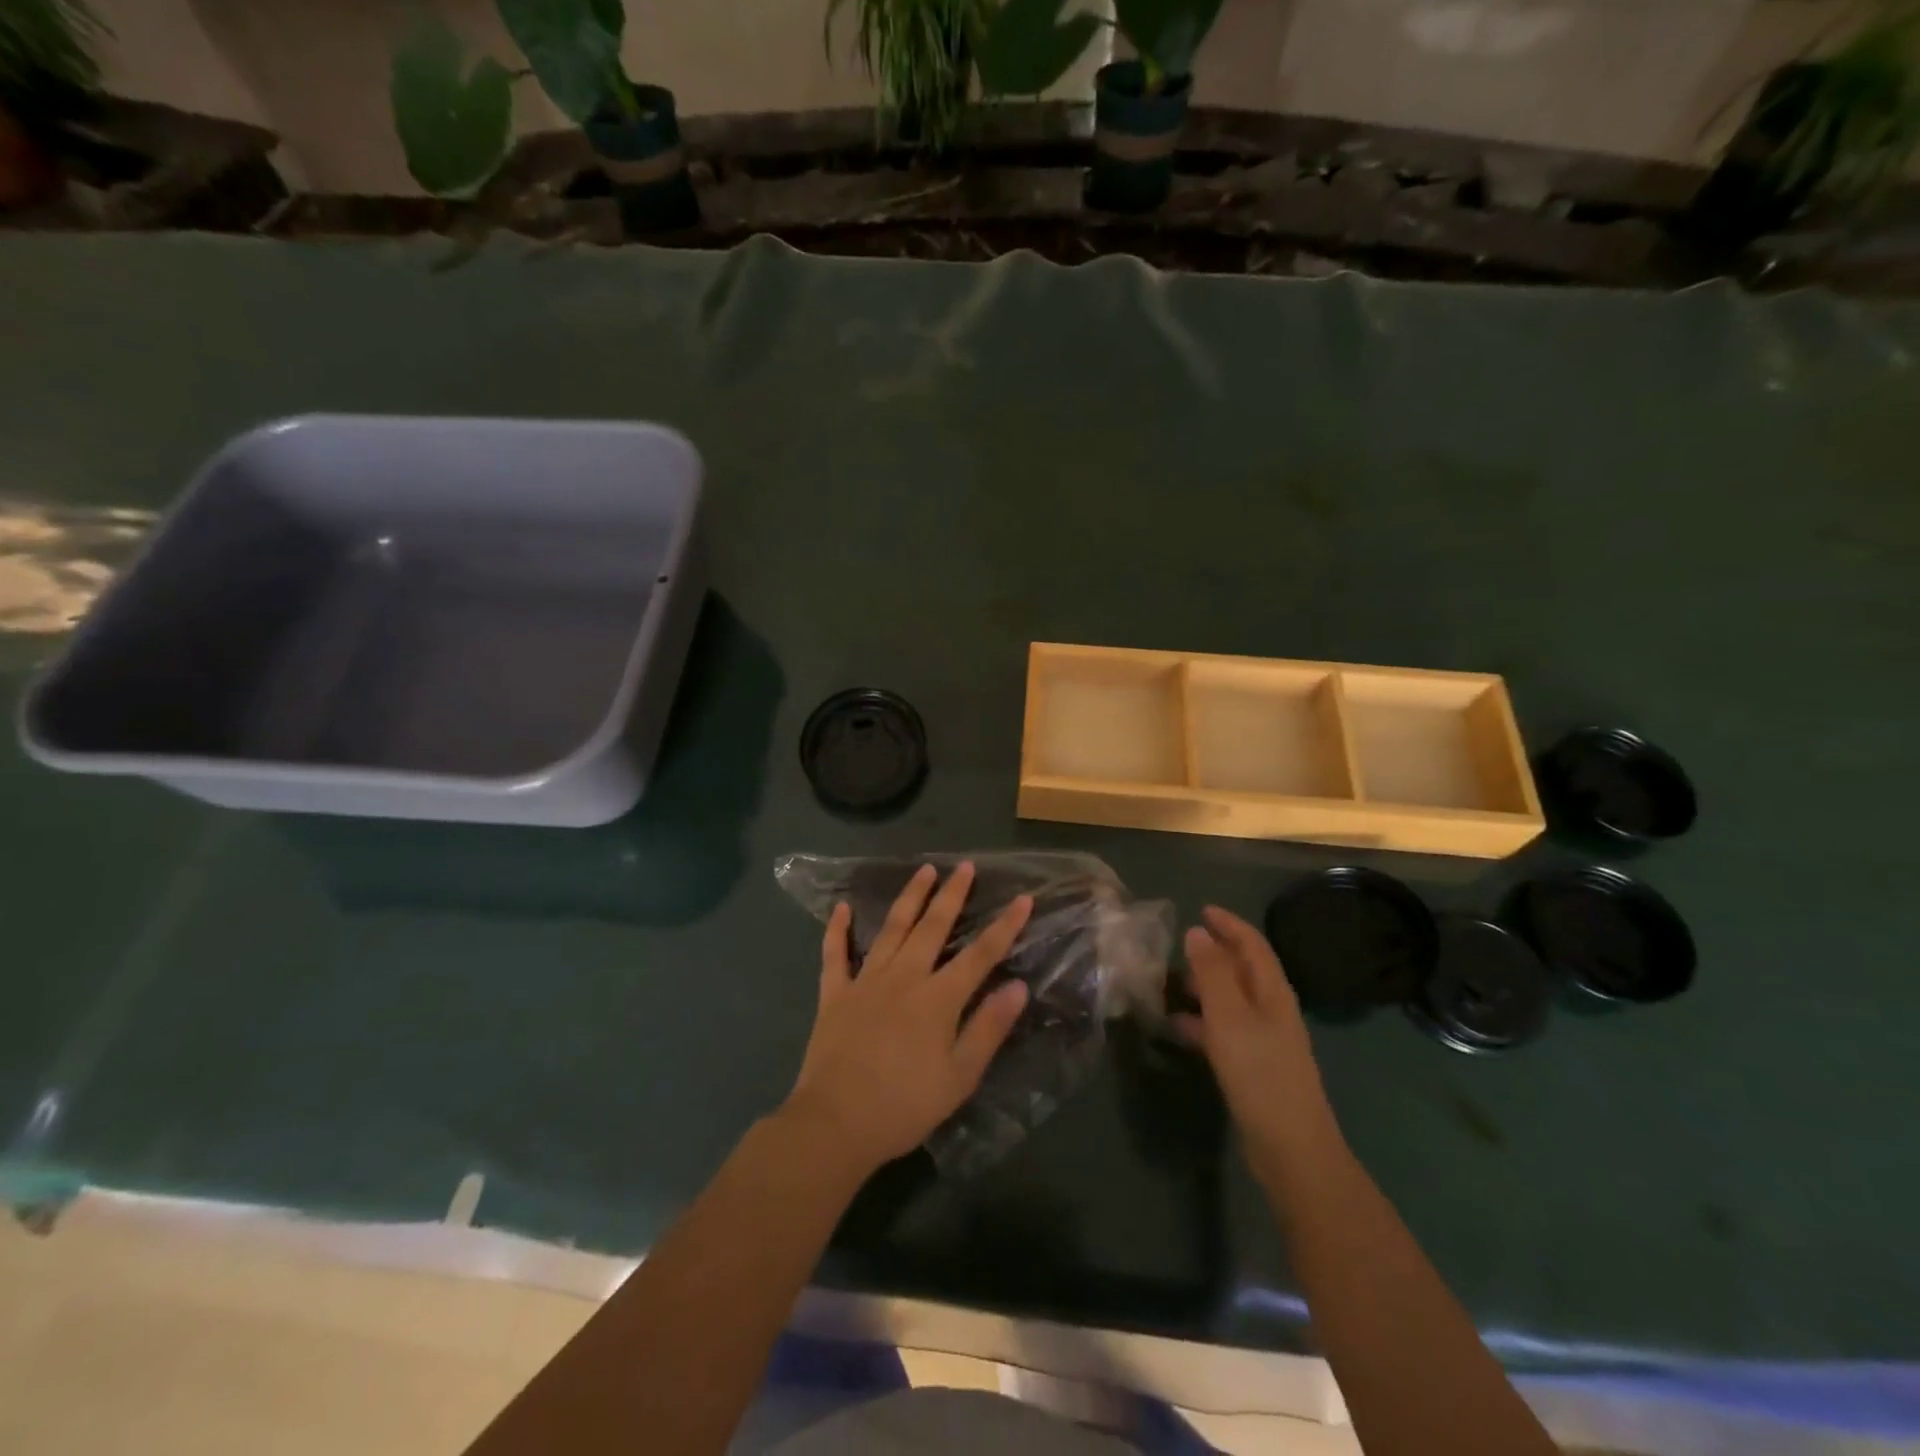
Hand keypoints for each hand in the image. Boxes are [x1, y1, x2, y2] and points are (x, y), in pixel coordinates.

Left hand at [782, 863, 1033, 1176]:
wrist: (836, 1123)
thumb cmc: (904, 1105)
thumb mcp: (959, 1076)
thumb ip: (988, 1028)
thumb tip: (1018, 987)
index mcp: (938, 998)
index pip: (980, 954)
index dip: (1004, 926)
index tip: (1023, 899)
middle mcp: (904, 977)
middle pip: (933, 927)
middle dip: (952, 895)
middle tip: (964, 866)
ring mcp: (866, 981)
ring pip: (892, 929)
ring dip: (909, 898)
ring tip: (923, 871)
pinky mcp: (835, 993)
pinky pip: (835, 954)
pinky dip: (838, 929)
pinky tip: (843, 907)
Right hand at [1173, 906, 1343, 1183]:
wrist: (1291, 1149)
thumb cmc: (1259, 1073)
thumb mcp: (1229, 1017)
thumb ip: (1212, 973)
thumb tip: (1197, 932)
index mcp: (1272, 993)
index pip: (1253, 945)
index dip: (1229, 924)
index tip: (1201, 910)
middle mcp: (1272, 1010)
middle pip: (1243, 971)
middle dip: (1212, 956)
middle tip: (1177, 951)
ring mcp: (1265, 1040)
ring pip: (1231, 1001)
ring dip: (1203, 989)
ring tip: (1169, 987)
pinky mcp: (1254, 1066)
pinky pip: (1224, 1030)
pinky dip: (1202, 1022)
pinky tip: (1178, 1029)